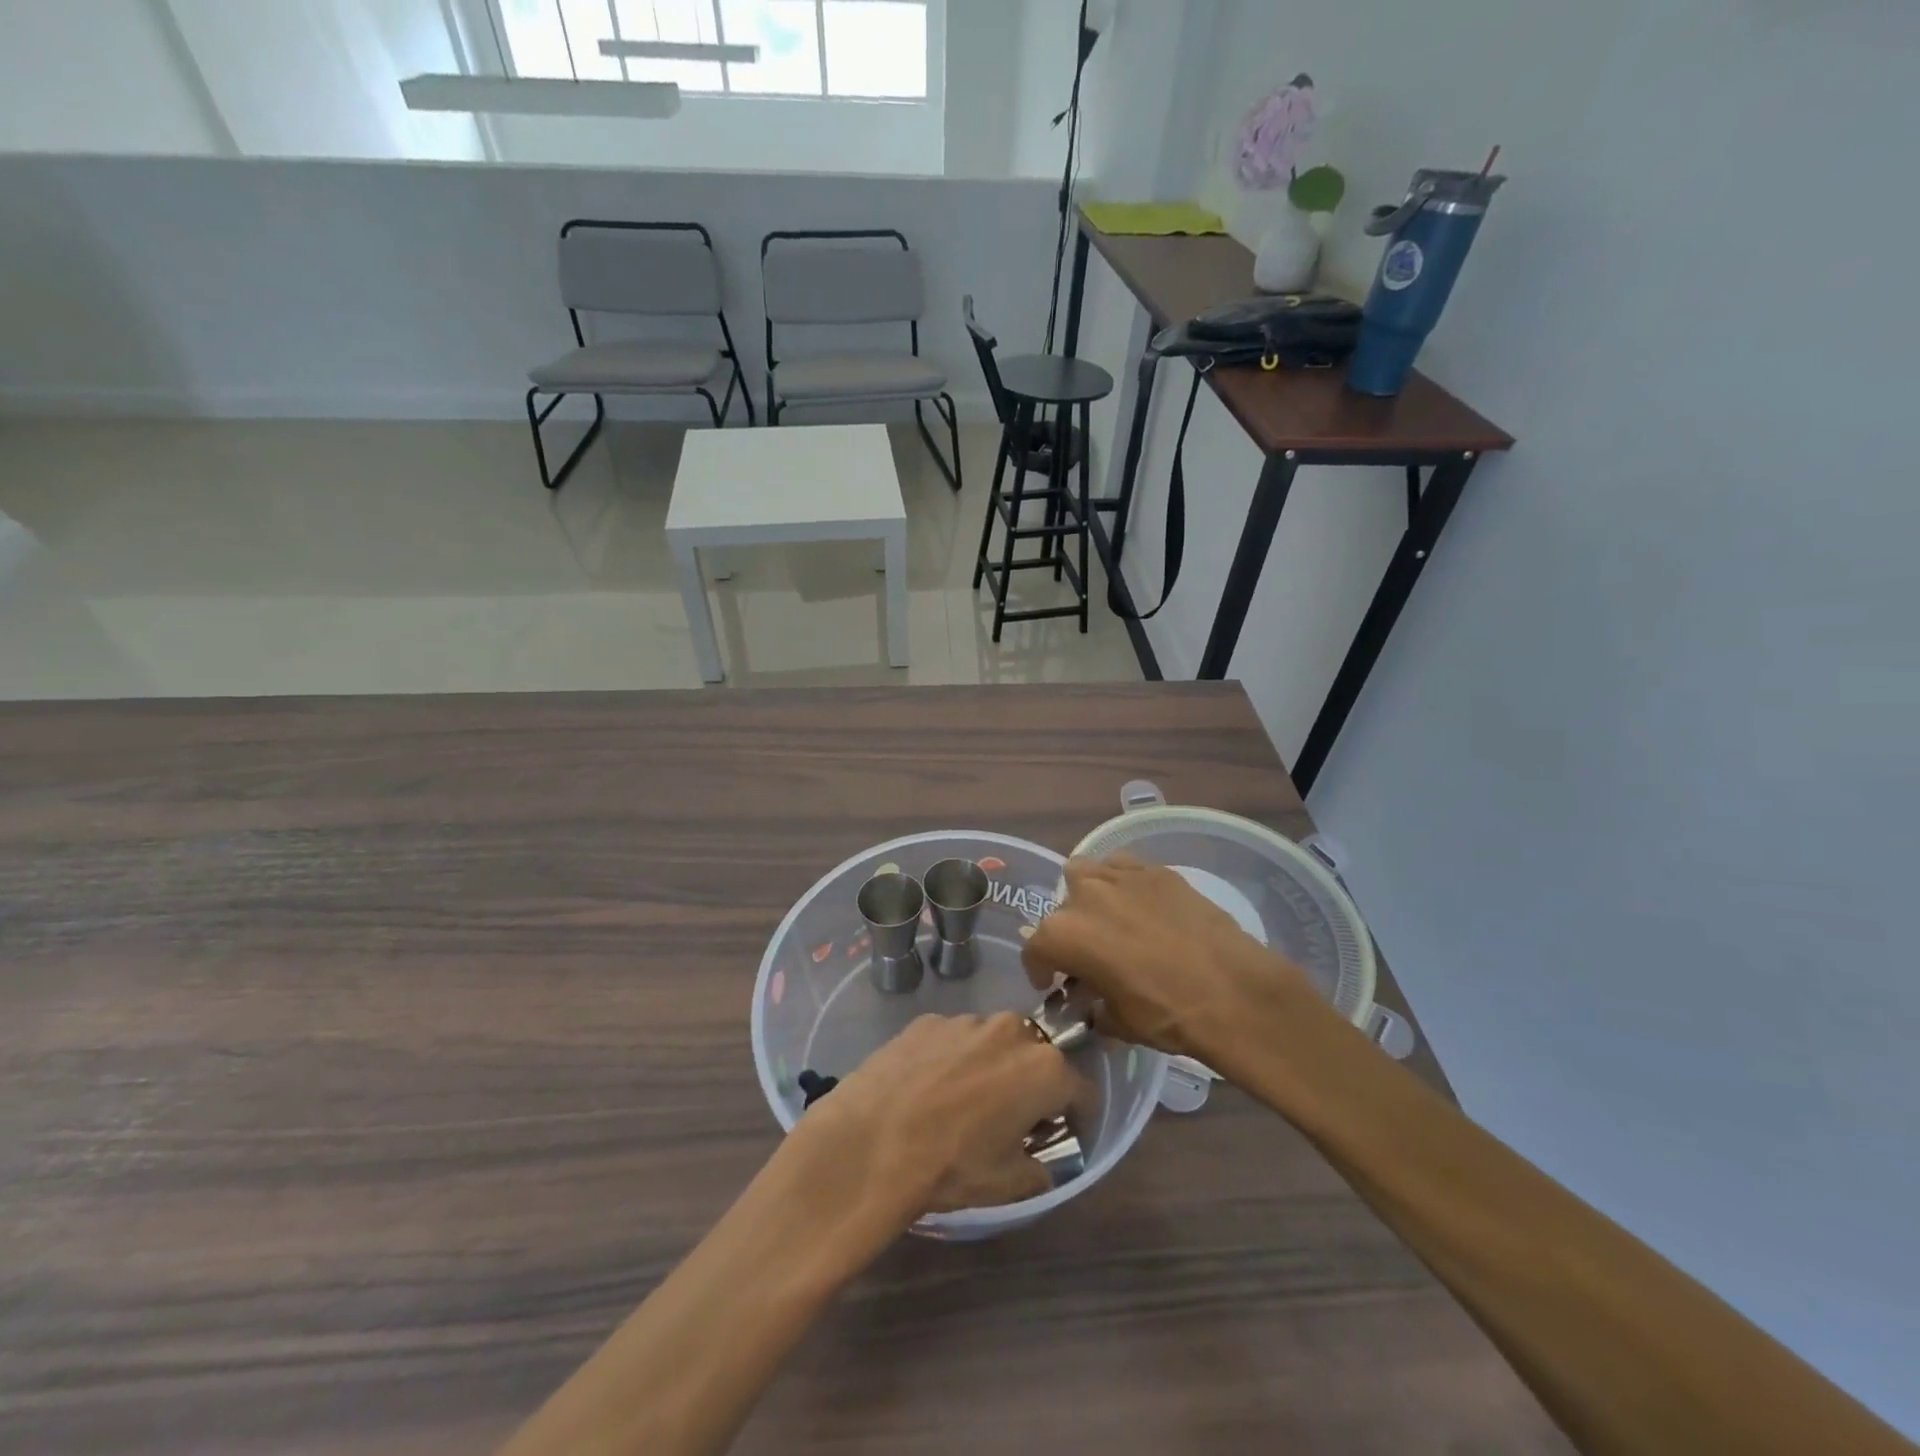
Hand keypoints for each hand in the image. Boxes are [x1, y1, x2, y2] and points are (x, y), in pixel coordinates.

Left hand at [799, 1013, 1090, 1222]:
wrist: (871, 1141)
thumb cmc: (950, 1165)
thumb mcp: (1007, 1184)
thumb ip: (1039, 1170)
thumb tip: (1041, 1162)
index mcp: (1044, 1069)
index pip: (1081, 1090)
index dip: (1078, 1116)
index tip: (1064, 1135)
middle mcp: (1011, 1030)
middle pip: (1036, 1056)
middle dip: (1032, 1084)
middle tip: (1012, 1118)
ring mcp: (965, 1020)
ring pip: (992, 1042)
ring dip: (990, 1066)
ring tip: (963, 1102)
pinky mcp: (926, 1021)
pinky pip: (953, 1039)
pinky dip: (951, 1059)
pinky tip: (927, 1089)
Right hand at [1022, 854, 1321, 1065]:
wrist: (1231, 990)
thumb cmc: (1166, 1013)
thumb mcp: (1119, 1023)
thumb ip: (1094, 1007)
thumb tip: (1094, 1005)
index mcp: (1063, 935)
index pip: (1035, 949)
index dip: (1041, 970)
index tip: (1053, 984)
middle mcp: (1083, 896)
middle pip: (1061, 907)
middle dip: (1069, 930)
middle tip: (1089, 953)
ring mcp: (1120, 876)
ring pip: (1087, 872)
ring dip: (1089, 894)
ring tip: (1109, 918)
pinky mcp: (1156, 870)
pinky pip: (1124, 868)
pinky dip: (1124, 884)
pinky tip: (1142, 907)